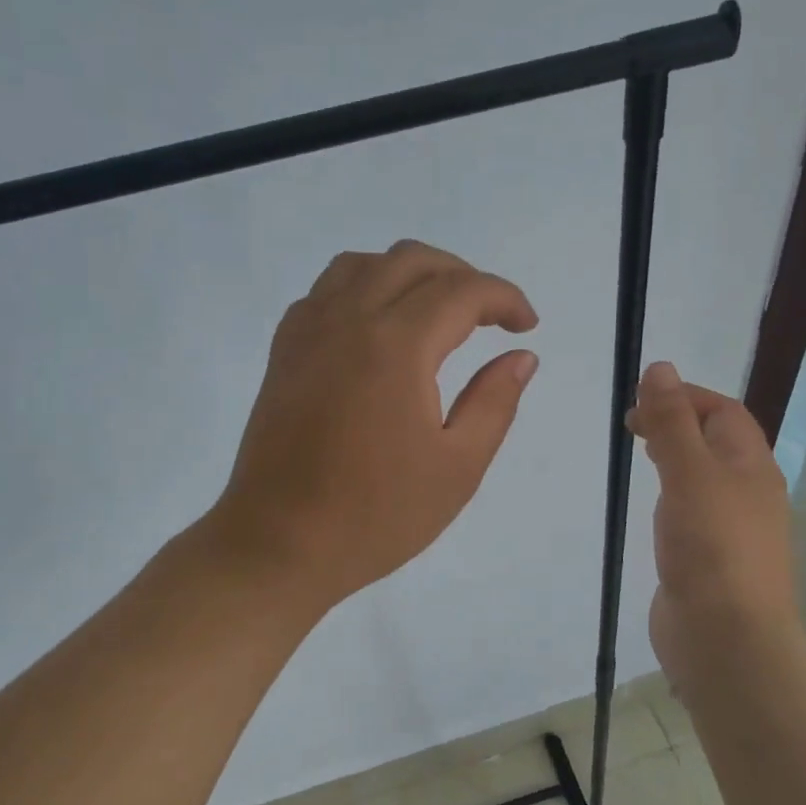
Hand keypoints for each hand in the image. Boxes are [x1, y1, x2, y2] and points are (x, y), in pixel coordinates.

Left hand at [210, 240, 539, 608]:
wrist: (280, 544)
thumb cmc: (376, 515)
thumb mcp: (457, 467)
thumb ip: (494, 402)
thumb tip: (521, 357)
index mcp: (396, 346)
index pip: (461, 291)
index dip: (504, 298)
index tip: (526, 326)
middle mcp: (348, 321)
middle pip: (411, 261)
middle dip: (461, 276)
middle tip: (489, 317)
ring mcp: (308, 333)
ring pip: (362, 265)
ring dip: (408, 273)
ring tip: (434, 311)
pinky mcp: (283, 353)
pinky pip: (324, 292)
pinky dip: (361, 288)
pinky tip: (376, 327)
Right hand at [626, 361, 799, 684]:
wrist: (725, 638)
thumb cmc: (711, 547)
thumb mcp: (689, 473)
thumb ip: (672, 421)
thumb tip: (659, 368)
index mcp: (752, 466)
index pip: (724, 412)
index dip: (685, 396)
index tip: (639, 398)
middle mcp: (748, 493)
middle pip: (716, 442)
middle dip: (678, 423)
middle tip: (633, 426)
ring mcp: (730, 529)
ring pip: (704, 477)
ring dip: (675, 458)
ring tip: (640, 455)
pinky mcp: (710, 559)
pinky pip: (692, 512)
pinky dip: (671, 496)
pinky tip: (652, 508)